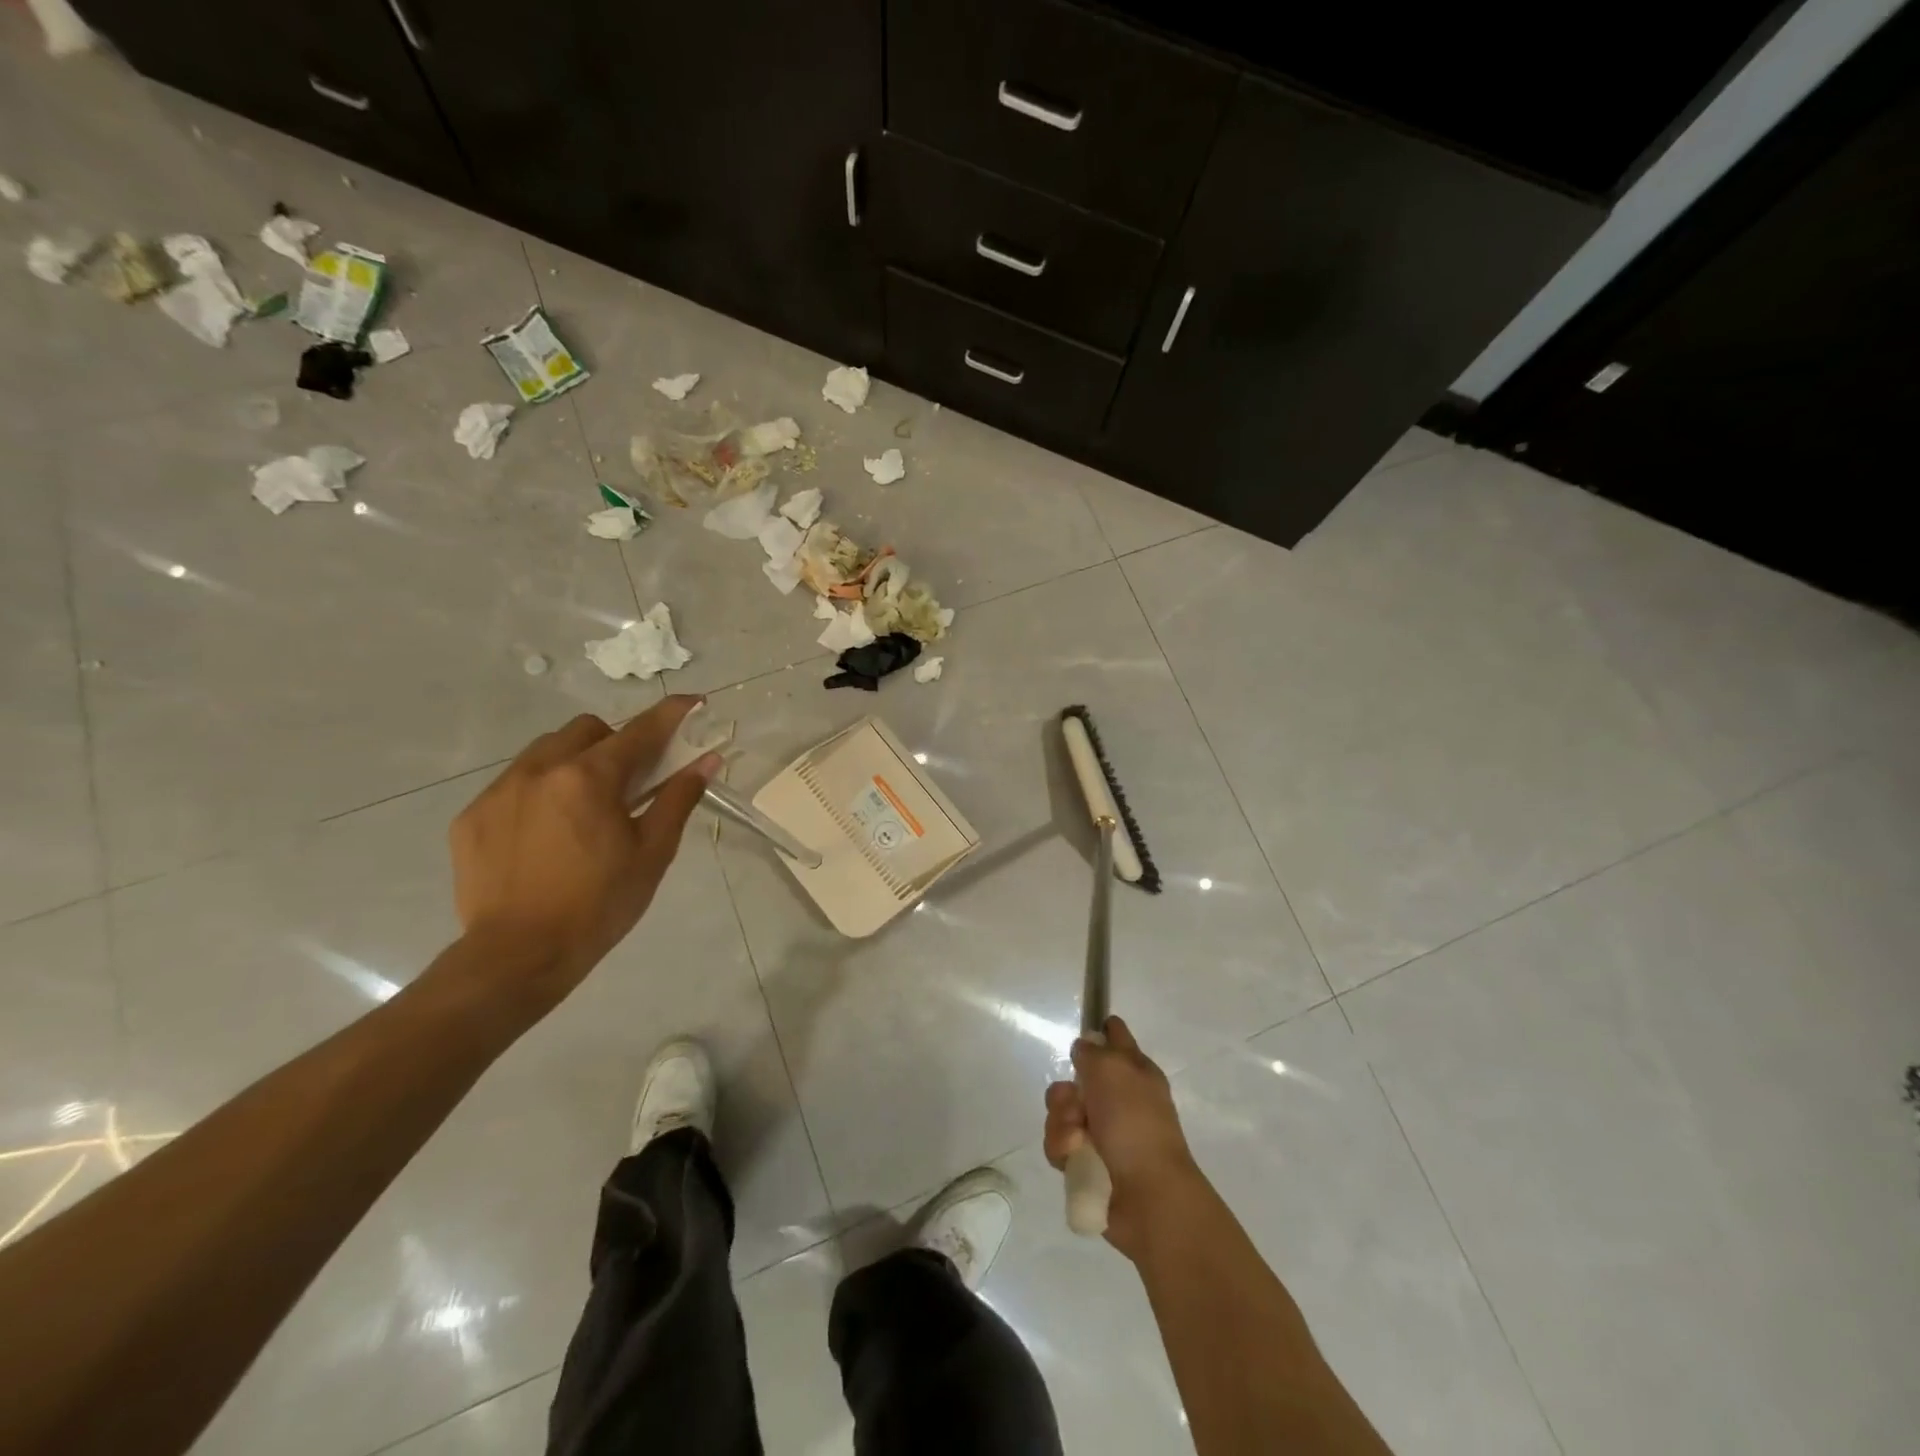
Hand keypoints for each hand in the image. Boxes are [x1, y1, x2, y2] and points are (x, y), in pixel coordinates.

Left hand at [447, 696, 719, 1006]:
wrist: (517, 957)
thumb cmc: (599, 905)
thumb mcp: (652, 853)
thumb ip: (678, 798)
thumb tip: (707, 760)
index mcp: (590, 778)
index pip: (640, 731)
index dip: (671, 714)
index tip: (693, 702)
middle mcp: (540, 769)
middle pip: (587, 730)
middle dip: (614, 742)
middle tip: (629, 780)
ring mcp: (499, 790)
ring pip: (544, 751)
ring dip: (573, 762)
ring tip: (583, 807)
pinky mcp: (472, 816)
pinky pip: (513, 783)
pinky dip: (539, 792)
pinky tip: (545, 834)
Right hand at [1045, 1016, 1204, 1258]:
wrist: (1147, 1197)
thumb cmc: (1134, 1123)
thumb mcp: (1112, 1069)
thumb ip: (1091, 1051)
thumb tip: (1083, 1047)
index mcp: (1135, 1071)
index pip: (1115, 1036)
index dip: (1099, 1032)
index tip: (1082, 1038)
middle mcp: (1119, 1099)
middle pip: (1076, 1079)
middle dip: (1066, 1092)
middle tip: (1077, 1104)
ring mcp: (1104, 1132)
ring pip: (1062, 1112)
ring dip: (1062, 1123)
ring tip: (1076, 1140)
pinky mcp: (1087, 1163)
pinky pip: (1060, 1144)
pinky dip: (1063, 1150)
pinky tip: (1073, 1159)